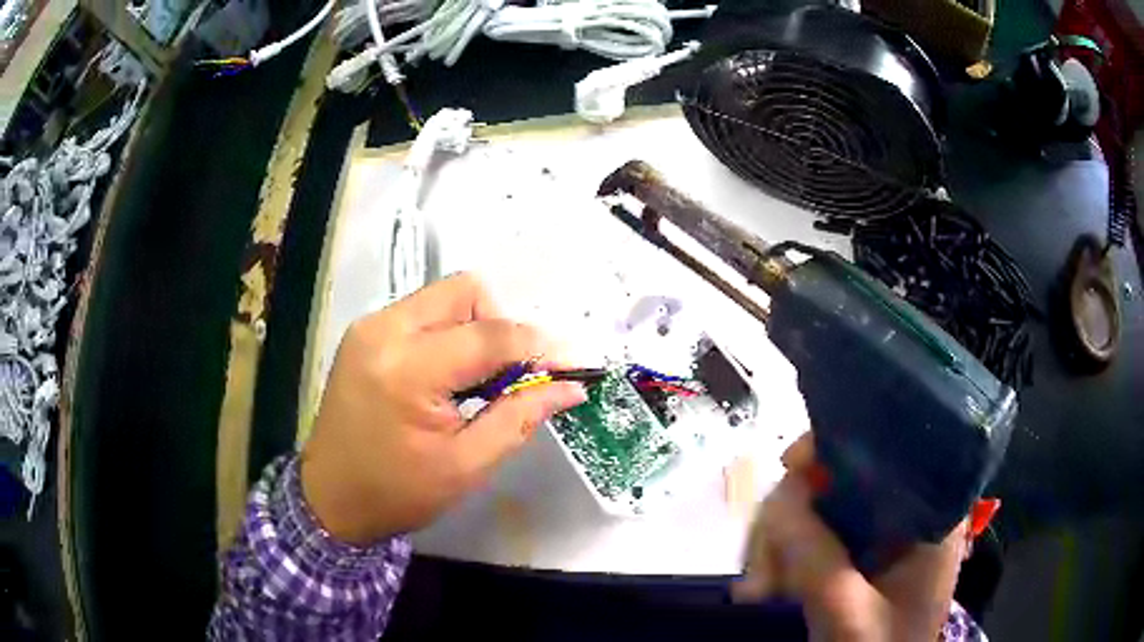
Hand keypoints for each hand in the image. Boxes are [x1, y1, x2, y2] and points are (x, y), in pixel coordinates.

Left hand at [300, 273, 587, 544]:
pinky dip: (449, 334)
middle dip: (501, 326)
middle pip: (465, 292)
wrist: (329, 498)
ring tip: (478, 380)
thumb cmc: (397, 493)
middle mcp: (384, 331)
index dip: (539, 347)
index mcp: (408, 370)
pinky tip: (449, 376)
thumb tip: (570, 387)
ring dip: (475, 328)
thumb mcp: (467, 466)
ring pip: (444, 297)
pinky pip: (422, 313)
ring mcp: (369, 327)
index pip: (491, 335)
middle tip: (510, 375)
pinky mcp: (364, 333)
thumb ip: (521, 417)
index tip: (570, 365)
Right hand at [734, 435, 967, 641]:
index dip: (836, 446)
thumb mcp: (849, 610)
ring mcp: (879, 536)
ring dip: (778, 545)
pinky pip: (813, 538)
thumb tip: (780, 491)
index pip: (887, 448)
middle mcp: (907, 513)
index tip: (789, 465)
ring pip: (819, 510)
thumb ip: (817, 556)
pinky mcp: (857, 557)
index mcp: (931, 511)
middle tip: (761, 571)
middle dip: (791, 519)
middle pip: (841, 480)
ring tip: (756, 591)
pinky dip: (783, 559)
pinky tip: (764, 590)